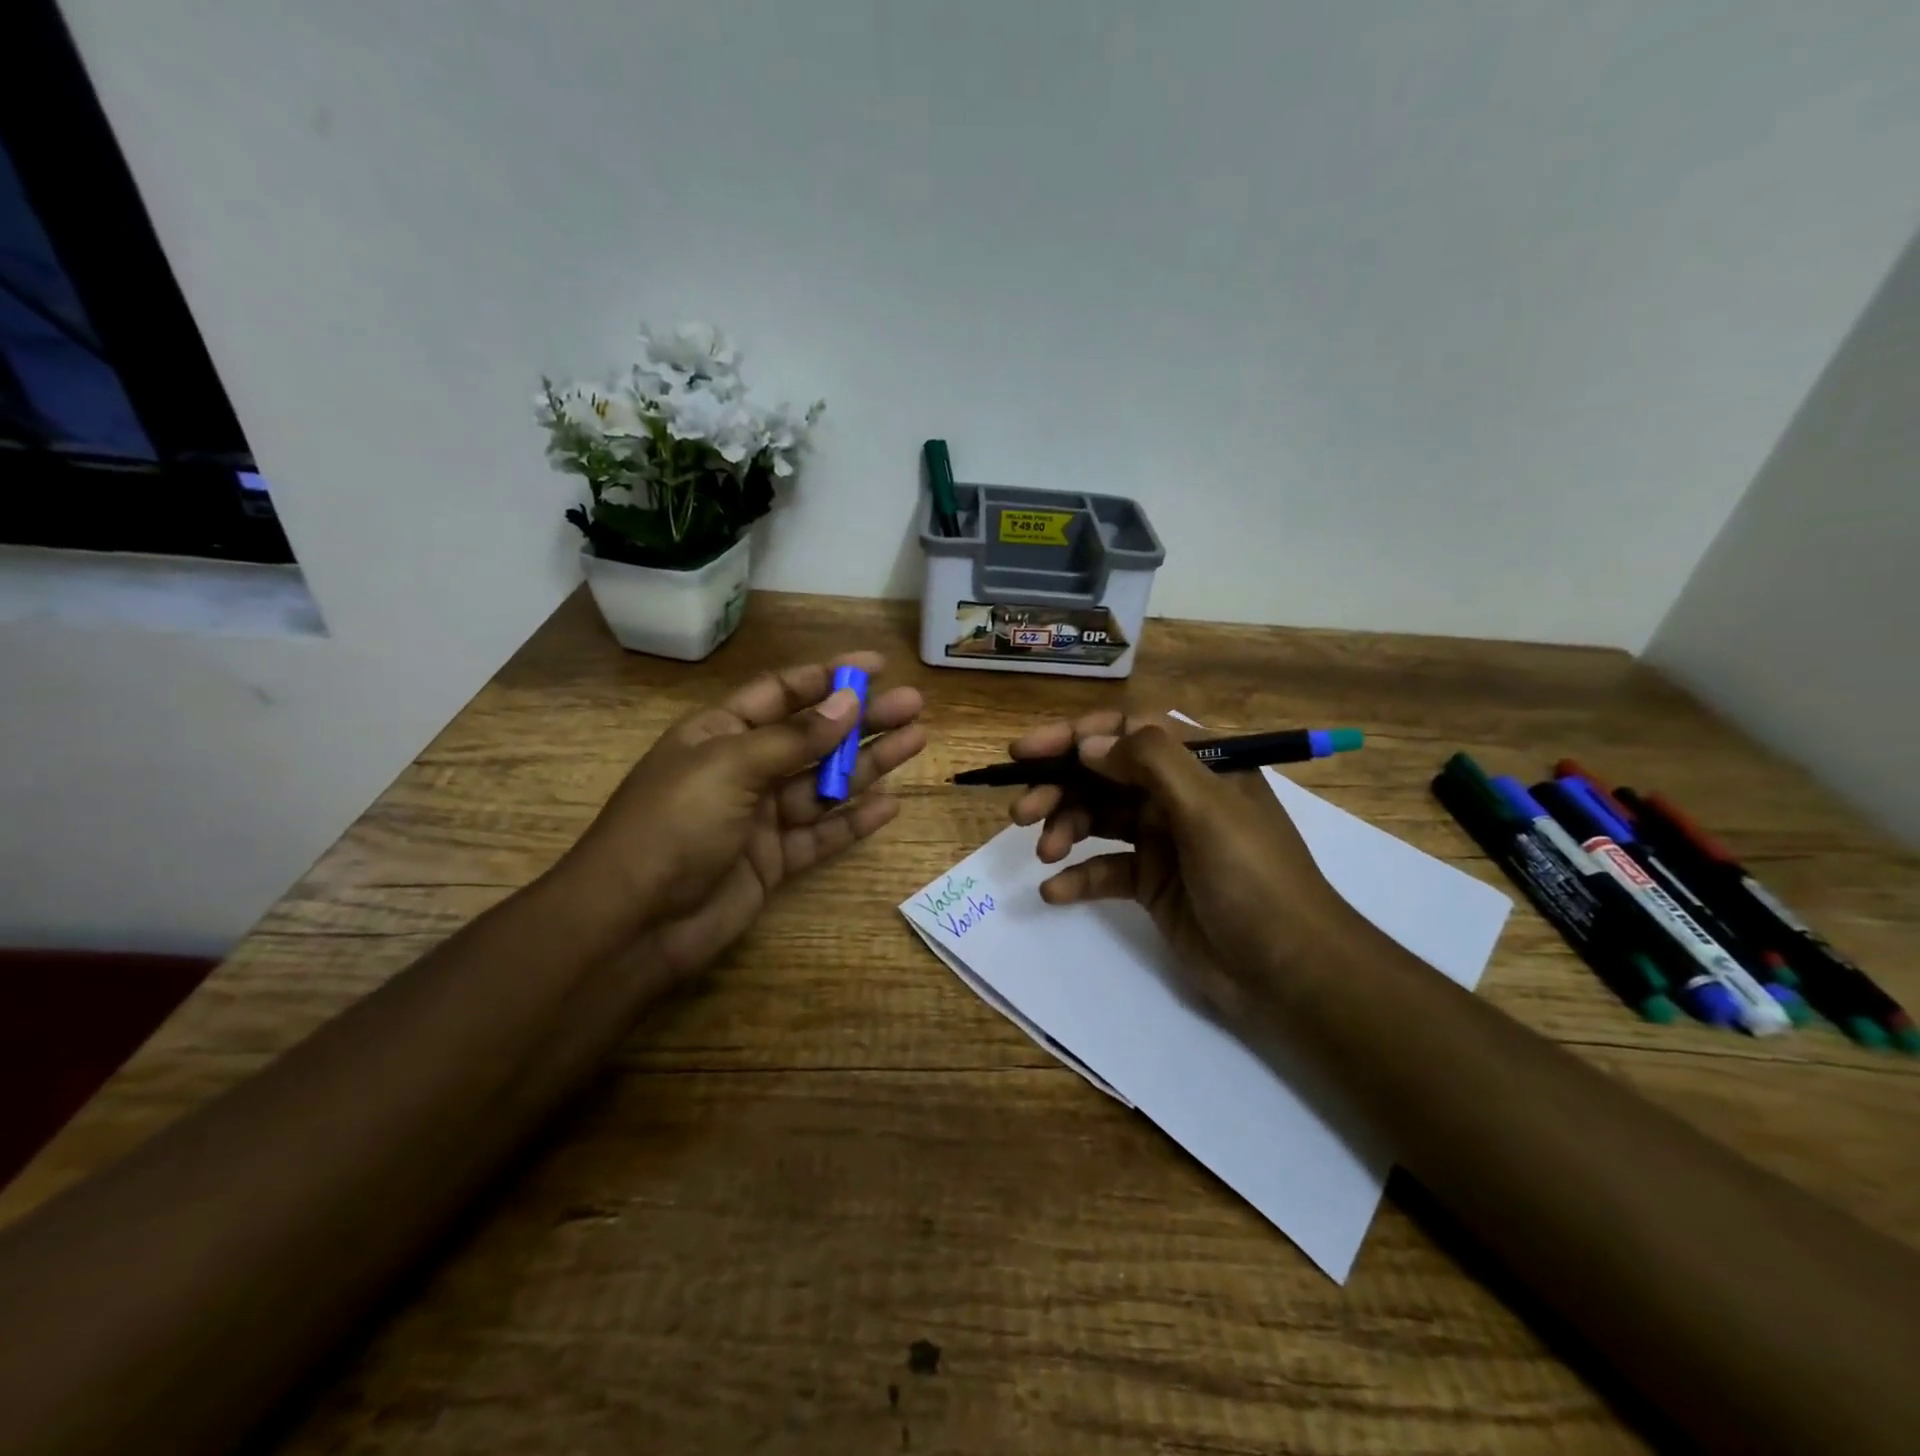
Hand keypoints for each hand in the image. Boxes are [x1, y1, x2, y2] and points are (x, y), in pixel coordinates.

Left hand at [560, 653, 926, 977]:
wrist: (634, 924)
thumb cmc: (674, 825)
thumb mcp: (731, 766)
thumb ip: (795, 738)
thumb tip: (848, 702)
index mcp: (720, 733)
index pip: (782, 692)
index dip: (828, 677)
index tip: (876, 666)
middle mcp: (743, 768)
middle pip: (813, 736)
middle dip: (862, 720)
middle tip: (913, 705)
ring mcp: (760, 817)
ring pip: (825, 783)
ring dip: (869, 764)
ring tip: (916, 741)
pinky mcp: (774, 860)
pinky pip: (822, 833)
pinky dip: (854, 820)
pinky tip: (890, 805)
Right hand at [1008, 711, 1360, 1018]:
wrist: (1290, 974)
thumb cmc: (1254, 880)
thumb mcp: (1208, 810)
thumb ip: (1149, 763)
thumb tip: (1087, 742)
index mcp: (1200, 764)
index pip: (1127, 730)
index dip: (1075, 736)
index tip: (1028, 753)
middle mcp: (1178, 794)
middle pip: (1103, 775)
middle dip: (1059, 787)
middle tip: (1021, 811)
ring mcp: (1164, 840)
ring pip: (1098, 818)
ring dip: (1065, 829)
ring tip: (1044, 853)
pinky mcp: (1152, 882)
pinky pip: (1105, 869)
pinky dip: (1078, 876)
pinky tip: (1054, 891)